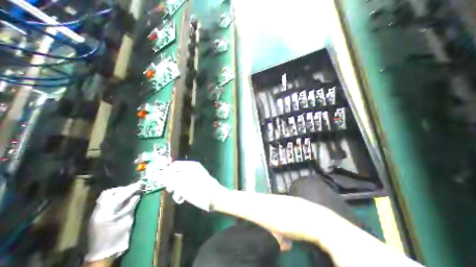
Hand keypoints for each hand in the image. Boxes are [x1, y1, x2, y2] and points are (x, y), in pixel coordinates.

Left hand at [85, 183, 140, 260]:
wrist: (103, 252)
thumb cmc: (117, 237)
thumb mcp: (127, 221)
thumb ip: (131, 206)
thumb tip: (137, 195)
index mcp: (106, 214)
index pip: (119, 196)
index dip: (131, 189)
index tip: (141, 184)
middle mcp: (98, 211)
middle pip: (109, 193)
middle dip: (124, 188)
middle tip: (135, 187)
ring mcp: (96, 213)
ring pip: (106, 195)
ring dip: (119, 191)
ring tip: (130, 191)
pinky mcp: (98, 215)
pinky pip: (105, 200)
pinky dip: (115, 196)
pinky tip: (123, 197)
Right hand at [158, 161, 228, 210]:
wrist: (214, 198)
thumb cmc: (197, 189)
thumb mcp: (181, 184)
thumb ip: (168, 178)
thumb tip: (157, 174)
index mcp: (190, 166)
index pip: (174, 165)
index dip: (166, 173)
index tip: (160, 182)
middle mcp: (193, 169)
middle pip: (177, 173)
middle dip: (171, 183)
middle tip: (169, 190)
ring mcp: (196, 176)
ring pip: (181, 181)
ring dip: (177, 189)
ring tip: (177, 197)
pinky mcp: (198, 184)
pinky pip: (187, 185)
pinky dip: (183, 191)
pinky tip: (182, 199)